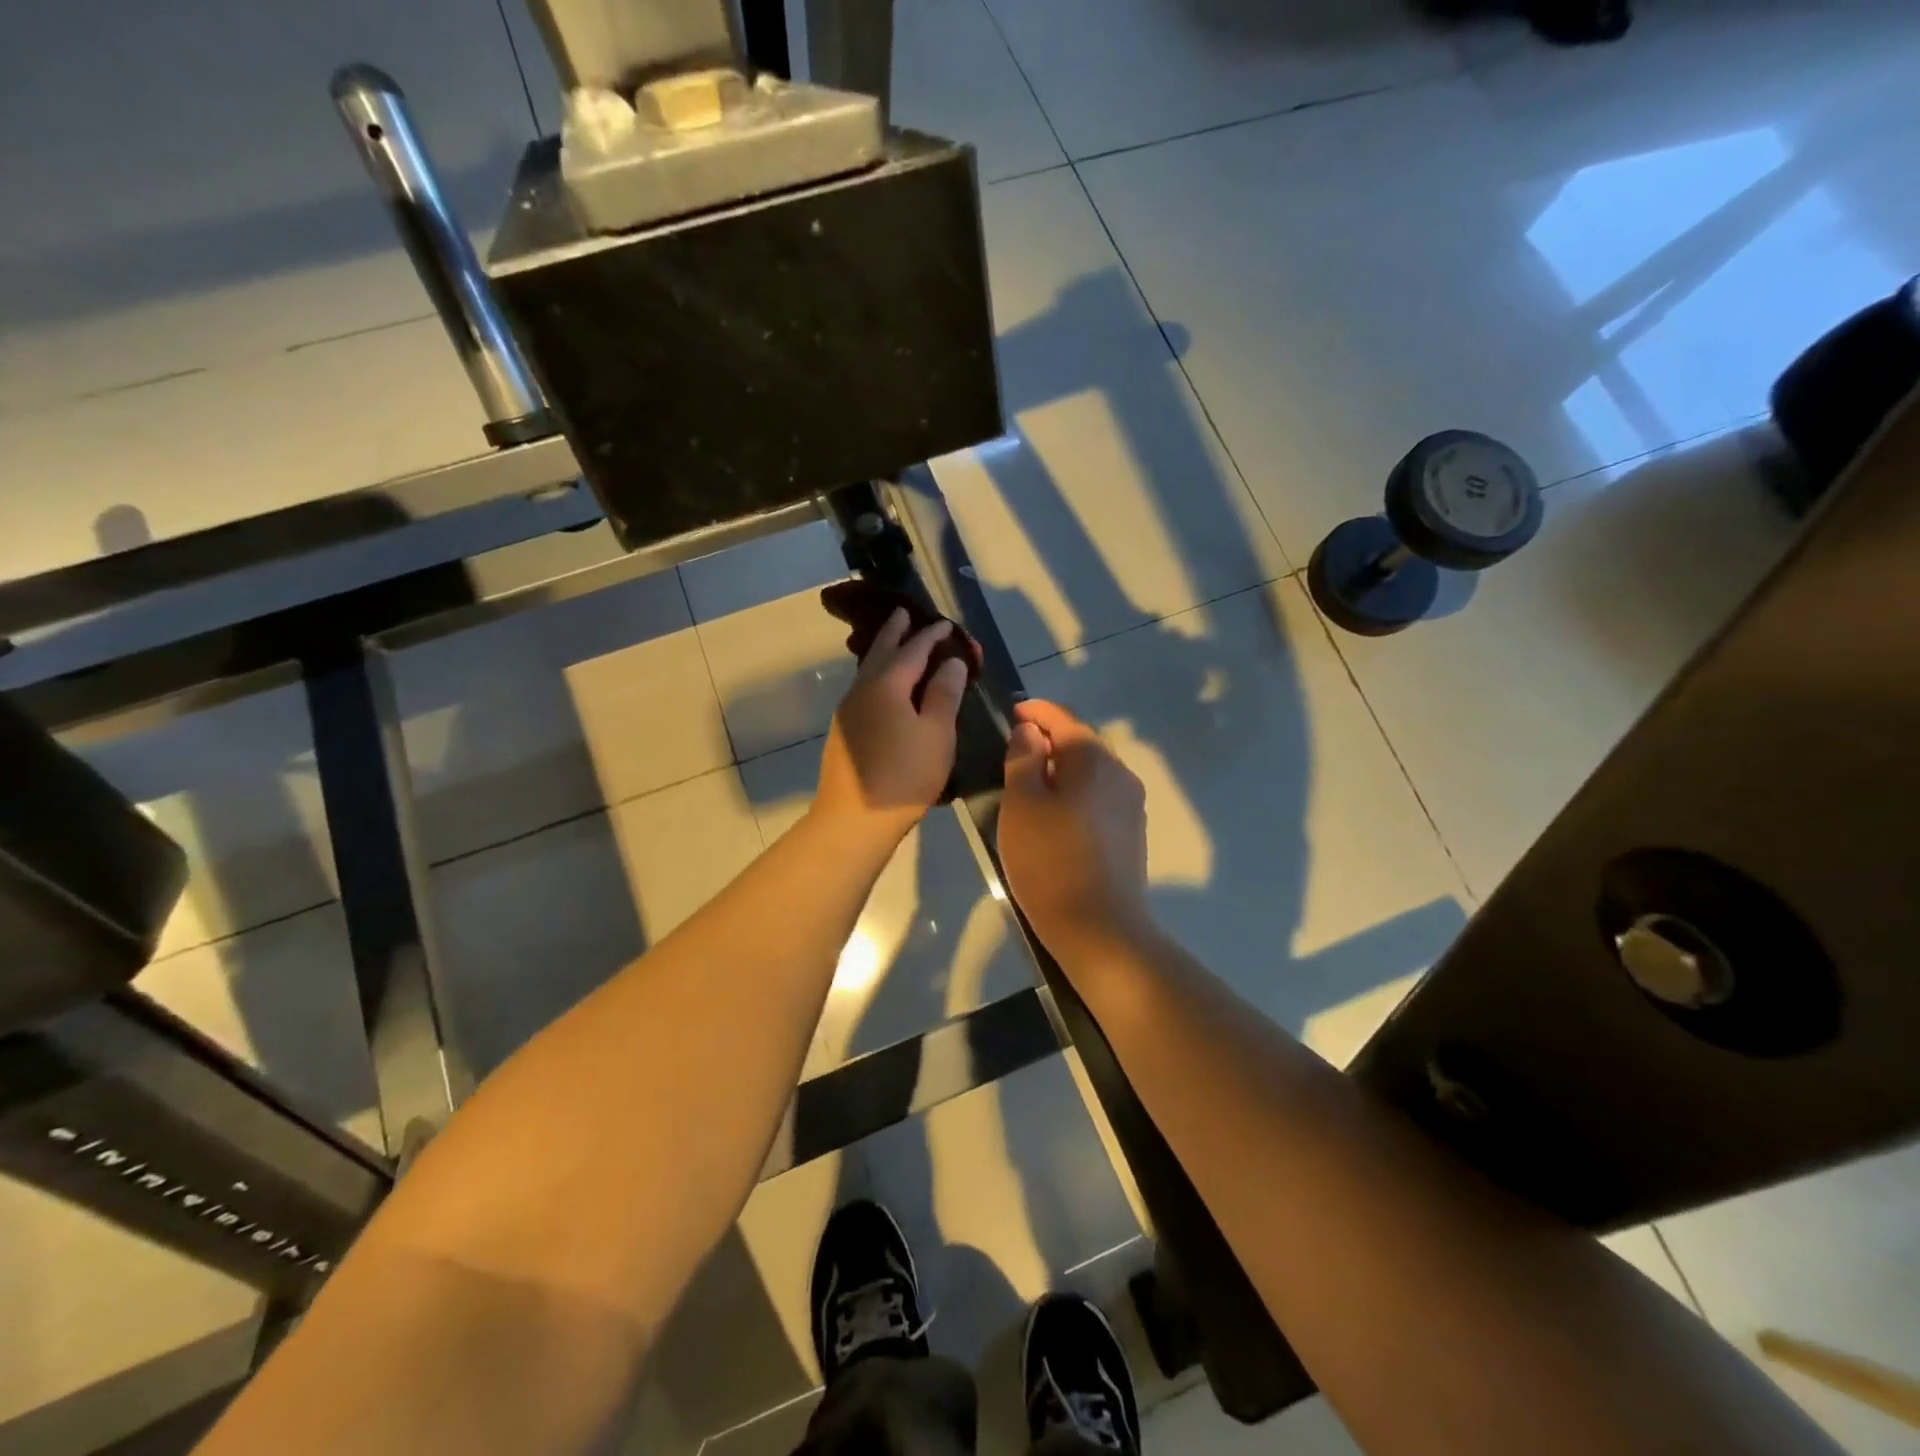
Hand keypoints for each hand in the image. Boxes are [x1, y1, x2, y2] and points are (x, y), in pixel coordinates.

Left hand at [814, 609, 969, 841]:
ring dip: (883, 652)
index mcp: (887, 684)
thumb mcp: (936, 734)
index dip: (931, 635)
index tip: (946, 624)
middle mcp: (863, 689)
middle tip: (905, 613)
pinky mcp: (844, 730)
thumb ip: (944, 693)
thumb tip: (952, 661)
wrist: (854, 818)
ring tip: (896, 644)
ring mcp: (848, 710)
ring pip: (868, 669)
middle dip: (895, 632)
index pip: (913, 649)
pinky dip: (878, 675)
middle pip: (880, 651)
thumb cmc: (904, 775)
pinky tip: (885, 686)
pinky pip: (864, 688)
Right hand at [998, 700, 1152, 954]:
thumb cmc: (1050, 860)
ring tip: (1030, 783)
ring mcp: (1131, 805)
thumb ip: (1024, 758)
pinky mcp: (1131, 833)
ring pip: (1091, 772)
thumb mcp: (1021, 804)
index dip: (1035, 711)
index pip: (1063, 718)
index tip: (1011, 712)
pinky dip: (1075, 794)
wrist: (1100, 928)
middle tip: (1014, 750)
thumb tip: (1030, 731)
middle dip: (1049, 740)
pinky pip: (1098, 798)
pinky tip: (1054, 815)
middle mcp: (1121, 774)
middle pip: (1081, 743)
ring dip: (1062, 769)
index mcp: (1094, 759)